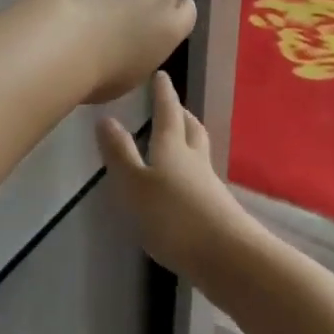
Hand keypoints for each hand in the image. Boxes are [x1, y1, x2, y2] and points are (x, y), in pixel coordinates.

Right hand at [97, 71, 259, 282]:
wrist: (228, 258)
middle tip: (173, 105)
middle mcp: (194, 160)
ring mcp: (209, 185)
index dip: (163, 94)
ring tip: (178, 140)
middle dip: (181, 114)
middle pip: (190, 129)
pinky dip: (191, 171)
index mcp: (172, 148)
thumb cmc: (174, 217)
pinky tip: (183, 185)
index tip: (161, 75)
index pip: (167, 112)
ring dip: (189, 140)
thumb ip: (120, 154)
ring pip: (199, 152)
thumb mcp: (135, 186)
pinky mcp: (217, 210)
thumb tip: (105, 118)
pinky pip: (201, 178)